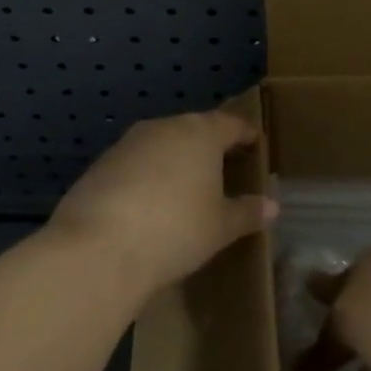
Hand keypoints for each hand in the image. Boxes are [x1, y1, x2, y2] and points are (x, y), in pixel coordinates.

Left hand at [51, 109, 275, 298]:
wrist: (98, 247)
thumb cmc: (175, 229)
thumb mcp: (220, 227)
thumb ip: (247, 212)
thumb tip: (272, 206)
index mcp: (201, 132)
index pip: (231, 124)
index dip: (246, 134)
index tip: (255, 143)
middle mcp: (165, 127)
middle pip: (195, 130)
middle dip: (209, 147)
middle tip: (224, 168)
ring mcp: (129, 142)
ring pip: (162, 145)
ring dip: (176, 161)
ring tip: (186, 188)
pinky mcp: (101, 164)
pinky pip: (135, 164)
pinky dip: (147, 177)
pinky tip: (149, 205)